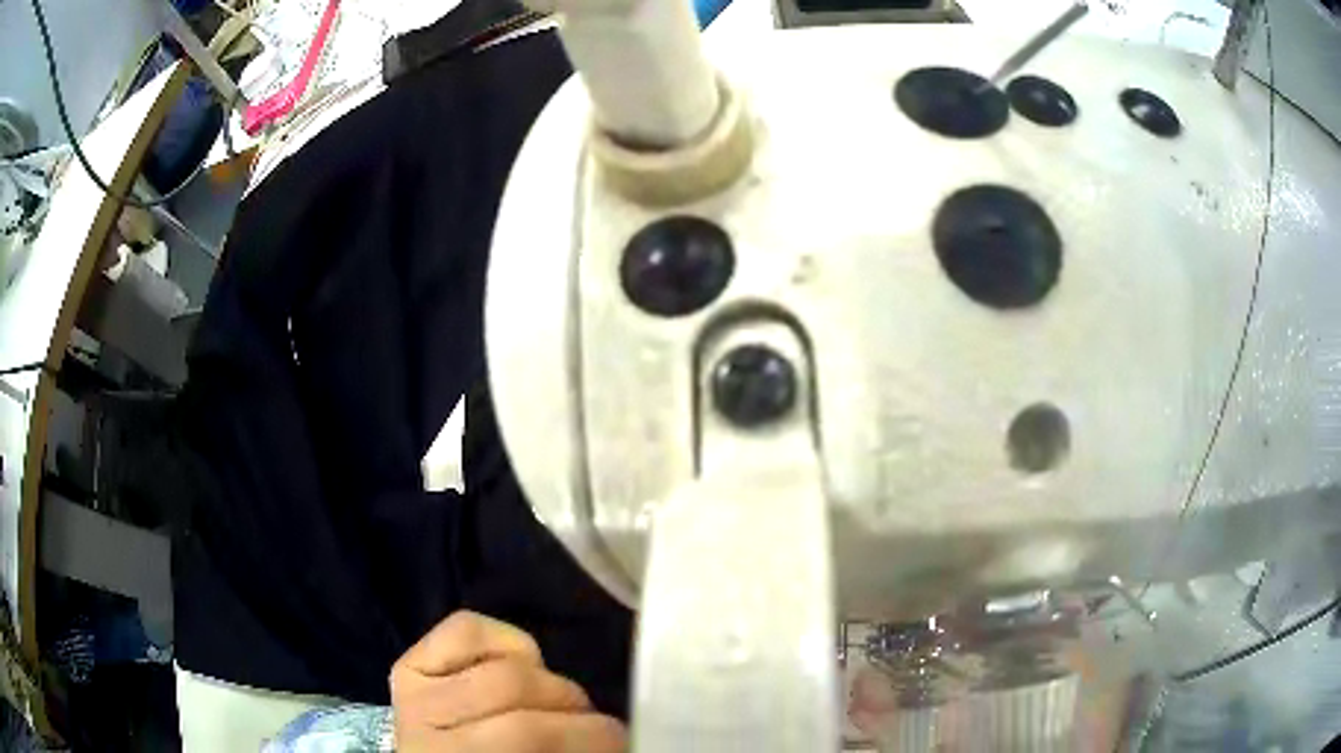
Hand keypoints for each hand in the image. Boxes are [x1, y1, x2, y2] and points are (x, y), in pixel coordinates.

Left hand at [390, 611, 627, 751]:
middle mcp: (423, 725)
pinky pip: (465, 628)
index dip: (593, 735)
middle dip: (575, 708)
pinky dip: (507, 641)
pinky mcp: (406, 666)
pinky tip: (522, 669)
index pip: (531, 734)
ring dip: (548, 682)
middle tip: (598, 727)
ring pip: (499, 663)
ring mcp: (411, 692)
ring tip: (561, 704)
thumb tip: (618, 738)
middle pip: (515, 690)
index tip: (624, 743)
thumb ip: (565, 752)